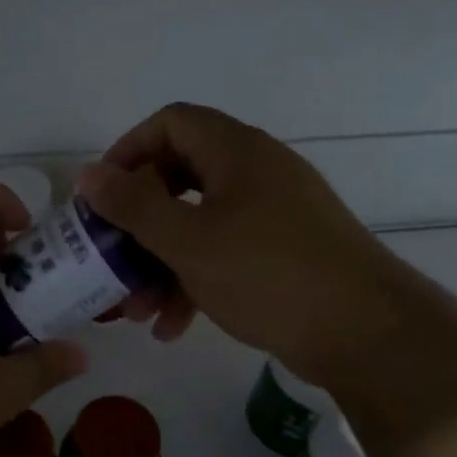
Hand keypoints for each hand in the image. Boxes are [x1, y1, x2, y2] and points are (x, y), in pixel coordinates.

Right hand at [78, 103, 405, 381]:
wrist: (369, 334)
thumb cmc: (269, 274)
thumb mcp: (187, 241)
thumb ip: (133, 205)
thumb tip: (87, 173)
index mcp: (236, 151)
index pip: (171, 122)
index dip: (129, 149)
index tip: (103, 193)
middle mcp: (257, 170)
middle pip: (180, 175)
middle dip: (140, 220)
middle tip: (113, 251)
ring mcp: (275, 211)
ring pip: (200, 221)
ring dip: (162, 261)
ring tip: (137, 310)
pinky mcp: (286, 249)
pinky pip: (226, 250)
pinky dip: (196, 278)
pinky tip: (175, 326)